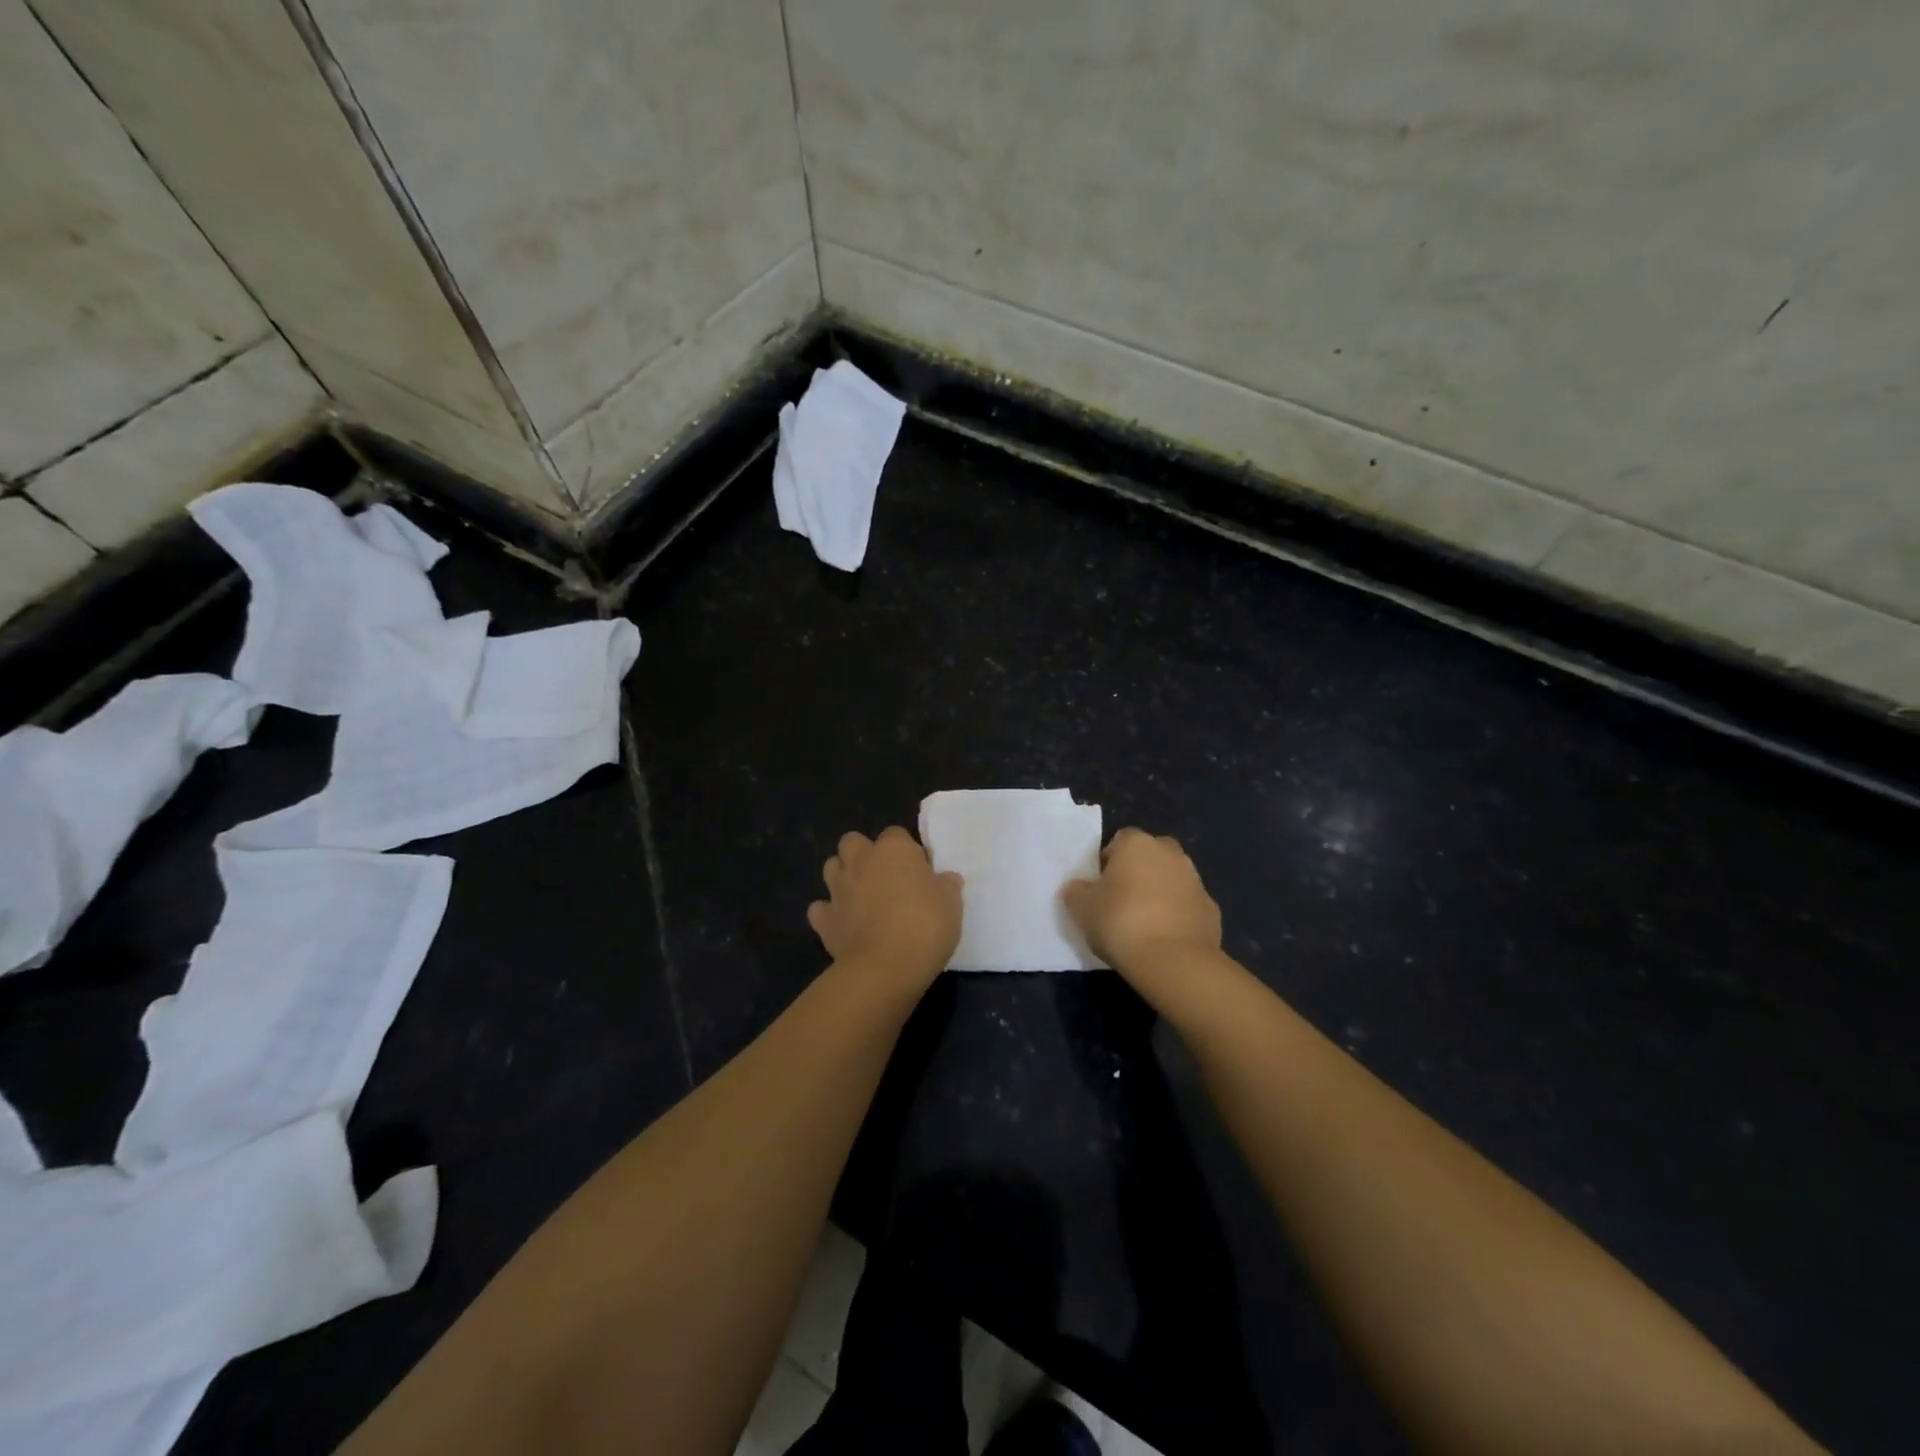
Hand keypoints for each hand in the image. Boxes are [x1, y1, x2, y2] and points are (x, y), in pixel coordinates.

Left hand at [808, 827, 961, 991]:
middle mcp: (861, 861)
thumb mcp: (952, 904)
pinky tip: (843, 925)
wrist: (884, 968)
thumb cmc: (925, 926)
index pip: (897, 834)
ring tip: (861, 897)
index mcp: (894, 849)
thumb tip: (946, 878)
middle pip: (853, 842)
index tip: (920, 873)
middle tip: (884, 878)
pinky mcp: (823, 920)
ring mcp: (838, 889)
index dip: (907, 851)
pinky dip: (829, 913)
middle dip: (863, 854)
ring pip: (831, 867)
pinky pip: (820, 909)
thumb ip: (947, 885)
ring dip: (843, 877)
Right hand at [1063, 828, 1221, 973]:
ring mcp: (1195, 880)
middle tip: (1121, 901)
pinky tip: (1164, 939)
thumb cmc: (1121, 922)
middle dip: (1138, 872)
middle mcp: (1169, 853)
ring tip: (1143, 924)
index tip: (1100, 887)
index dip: (1108, 862)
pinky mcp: (1211, 909)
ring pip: (1171, 879)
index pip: (1119, 840)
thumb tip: (1076, 887)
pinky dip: (1177, 916)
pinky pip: (1187, 906)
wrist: (1174, 961)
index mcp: (1137, 844)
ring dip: (1159, 893)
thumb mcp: (1082, 908)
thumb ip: (1077, 892)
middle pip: (1150, 855)